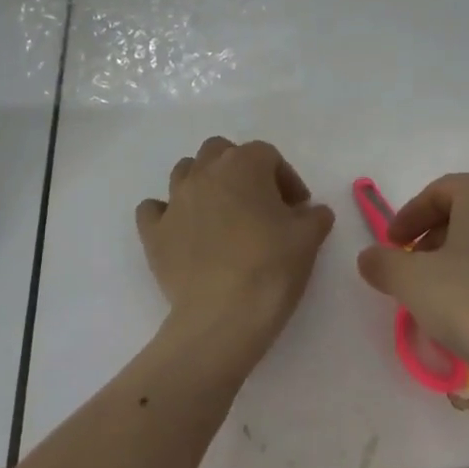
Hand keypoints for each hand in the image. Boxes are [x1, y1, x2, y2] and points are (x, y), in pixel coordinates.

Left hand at [136, 138, 334, 358]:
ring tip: (220, 213)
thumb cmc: (270, 267)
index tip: (298, 208)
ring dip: (203, 183)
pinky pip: (153, 209)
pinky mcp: (154, 232)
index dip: (286, 178)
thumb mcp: (309, 239)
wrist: (222, 316)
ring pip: (185, 171)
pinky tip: (181, 229)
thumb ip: (315, 216)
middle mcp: (205, 172)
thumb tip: (313, 212)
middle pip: (220, 151)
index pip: (268, 155)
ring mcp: (175, 200)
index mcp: (244, 165)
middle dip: (239, 168)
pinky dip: (166, 212)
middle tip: (258, 201)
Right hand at [356, 173, 468, 385]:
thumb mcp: (412, 281)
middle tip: (413, 270)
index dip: (409, 216)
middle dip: (434, 239)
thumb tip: (369, 258)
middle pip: (468, 214)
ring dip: (462, 263)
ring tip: (442, 299)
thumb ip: (383, 263)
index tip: (391, 246)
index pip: (439, 191)